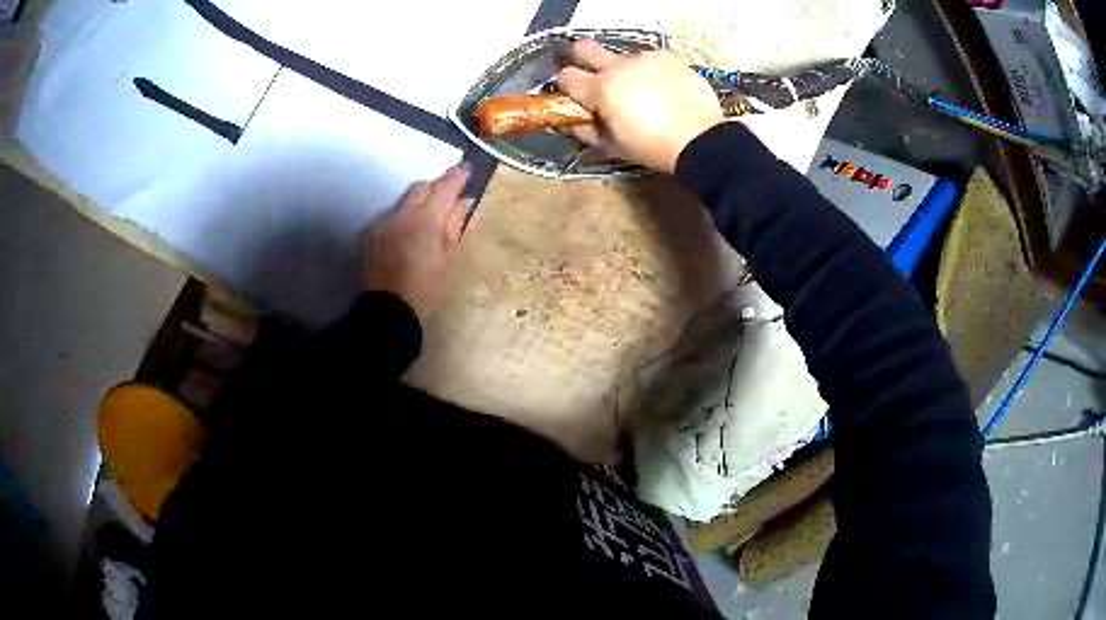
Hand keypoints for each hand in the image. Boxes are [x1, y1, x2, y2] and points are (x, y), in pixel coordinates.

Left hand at [361, 162, 472, 320]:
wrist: (388, 311)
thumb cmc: (426, 290)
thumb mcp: (450, 261)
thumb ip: (457, 227)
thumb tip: (466, 202)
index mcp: (426, 222)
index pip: (444, 189)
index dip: (456, 177)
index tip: (467, 168)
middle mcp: (402, 216)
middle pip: (421, 188)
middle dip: (436, 186)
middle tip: (450, 193)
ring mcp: (384, 224)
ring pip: (405, 201)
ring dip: (420, 202)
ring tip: (430, 215)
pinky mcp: (372, 235)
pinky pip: (392, 216)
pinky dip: (405, 217)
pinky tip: (410, 233)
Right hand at [557, 40, 724, 173]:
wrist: (701, 141)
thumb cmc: (653, 148)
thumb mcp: (613, 146)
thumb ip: (583, 130)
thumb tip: (567, 121)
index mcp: (601, 89)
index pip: (566, 76)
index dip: (567, 86)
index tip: (577, 96)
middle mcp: (619, 66)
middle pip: (583, 48)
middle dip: (580, 59)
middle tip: (593, 77)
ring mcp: (645, 58)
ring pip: (621, 57)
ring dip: (623, 70)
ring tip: (642, 92)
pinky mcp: (668, 57)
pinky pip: (648, 59)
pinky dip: (648, 71)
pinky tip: (661, 89)